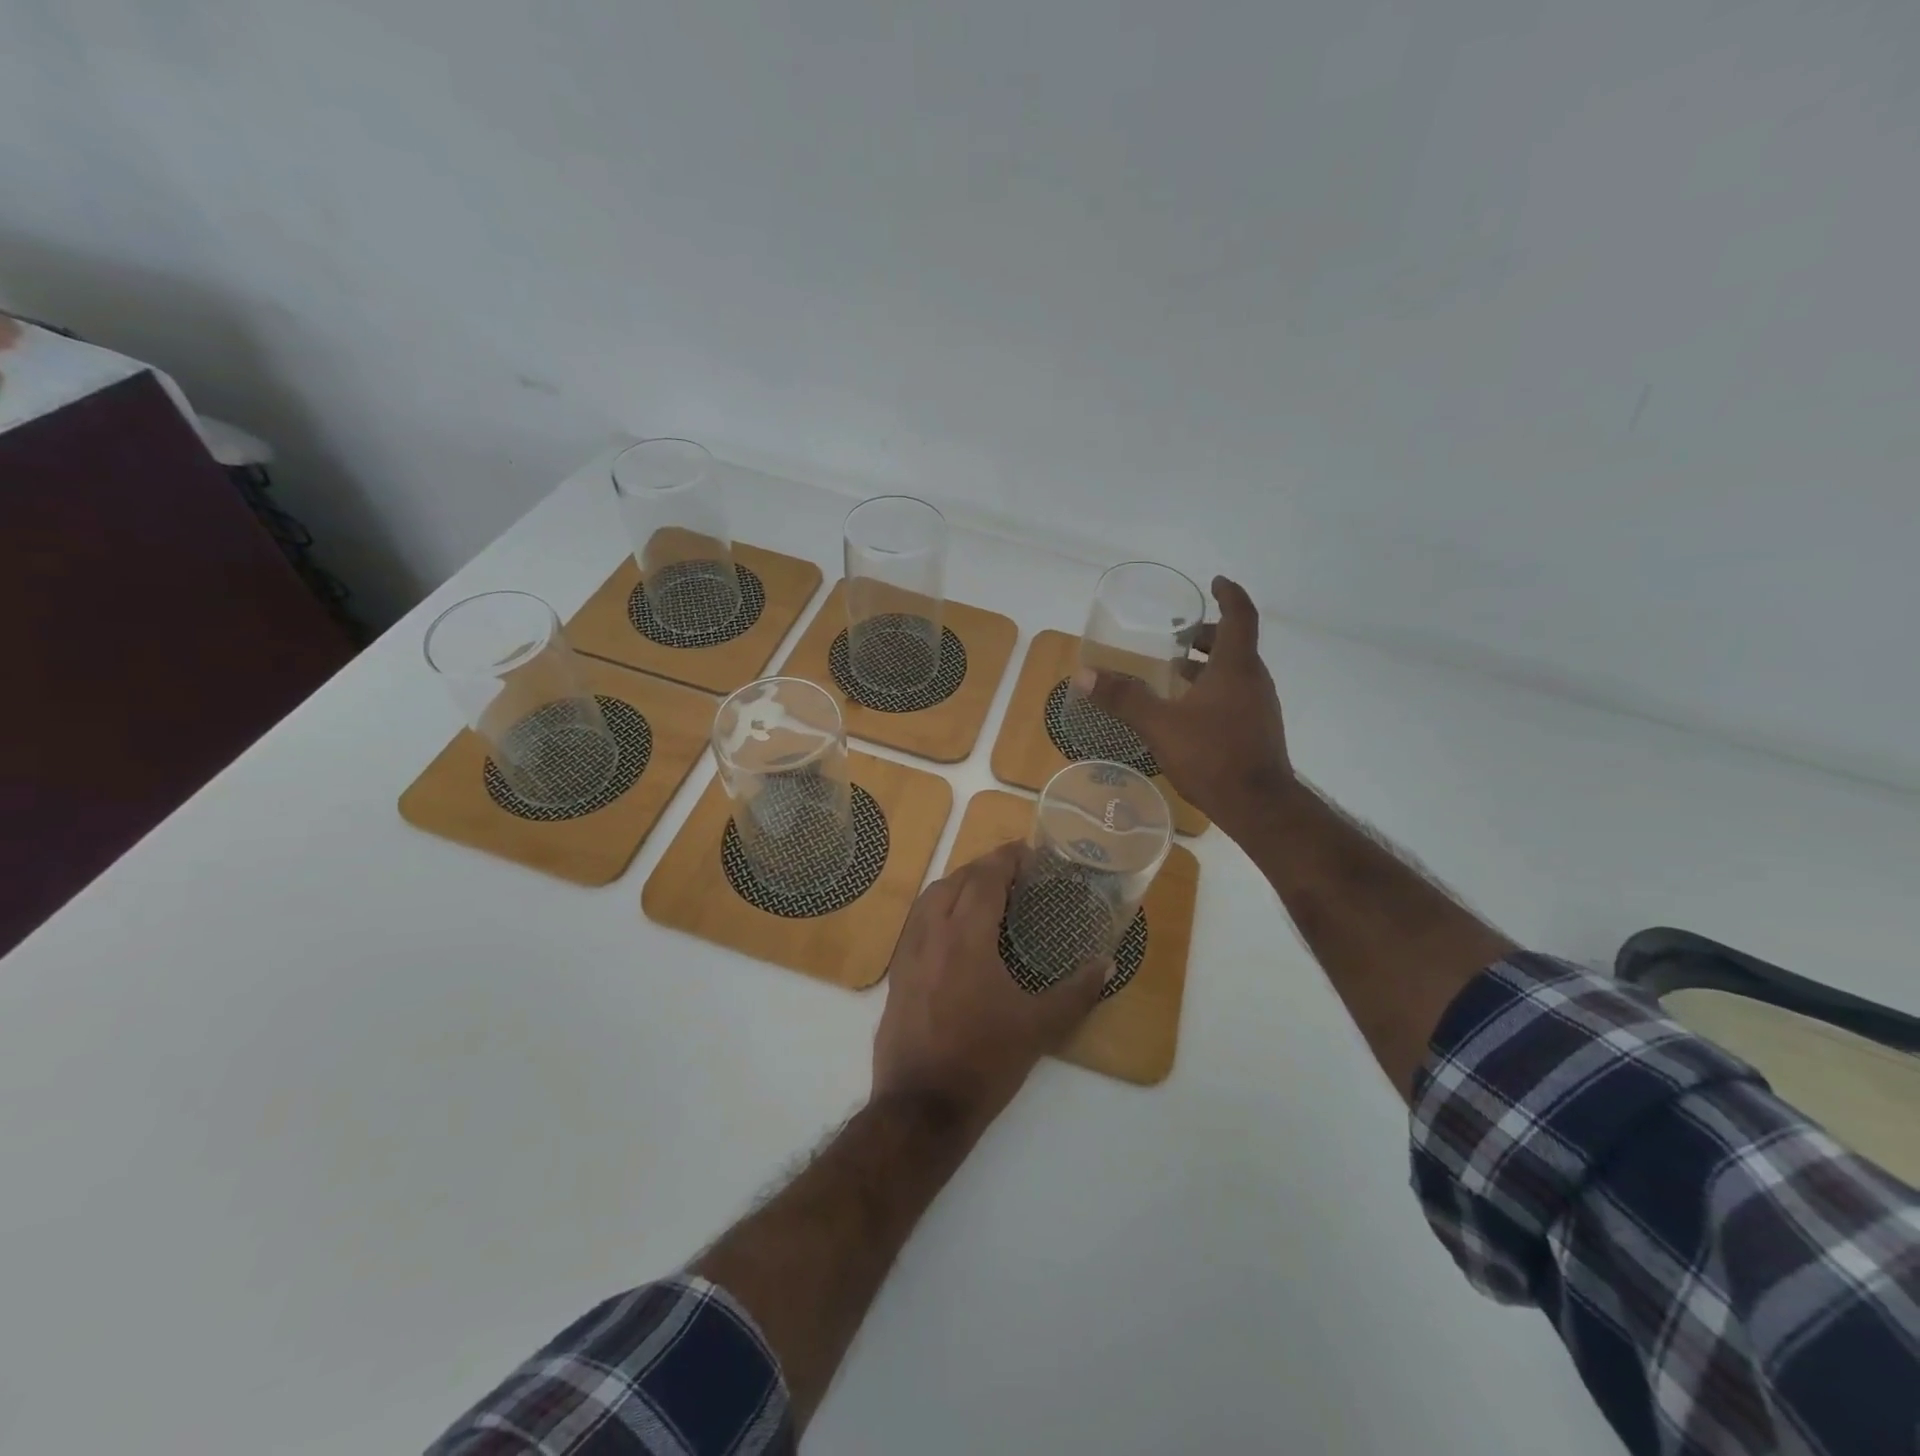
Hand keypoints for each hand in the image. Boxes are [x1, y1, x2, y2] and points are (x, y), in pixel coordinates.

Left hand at [872, 842, 1106, 1137]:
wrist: (921, 1106)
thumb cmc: (985, 1061)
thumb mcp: (1040, 1028)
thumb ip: (1077, 992)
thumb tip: (1106, 963)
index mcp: (967, 937)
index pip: (986, 878)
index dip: (1007, 858)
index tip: (1028, 851)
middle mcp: (933, 933)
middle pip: (956, 880)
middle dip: (984, 867)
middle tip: (1013, 871)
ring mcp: (909, 953)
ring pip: (930, 898)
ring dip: (957, 884)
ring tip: (984, 891)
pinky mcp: (897, 973)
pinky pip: (916, 922)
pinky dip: (937, 908)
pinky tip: (953, 928)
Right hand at [1074, 576, 1292, 841]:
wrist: (1259, 806)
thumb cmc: (1212, 756)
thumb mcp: (1160, 725)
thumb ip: (1123, 698)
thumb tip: (1083, 675)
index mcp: (1236, 667)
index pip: (1239, 616)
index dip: (1228, 595)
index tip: (1215, 582)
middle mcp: (1254, 680)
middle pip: (1236, 644)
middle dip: (1208, 635)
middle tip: (1179, 635)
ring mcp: (1259, 707)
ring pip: (1235, 672)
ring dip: (1208, 665)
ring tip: (1175, 672)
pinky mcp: (1257, 730)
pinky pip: (1236, 695)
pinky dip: (1213, 690)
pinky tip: (1188, 711)